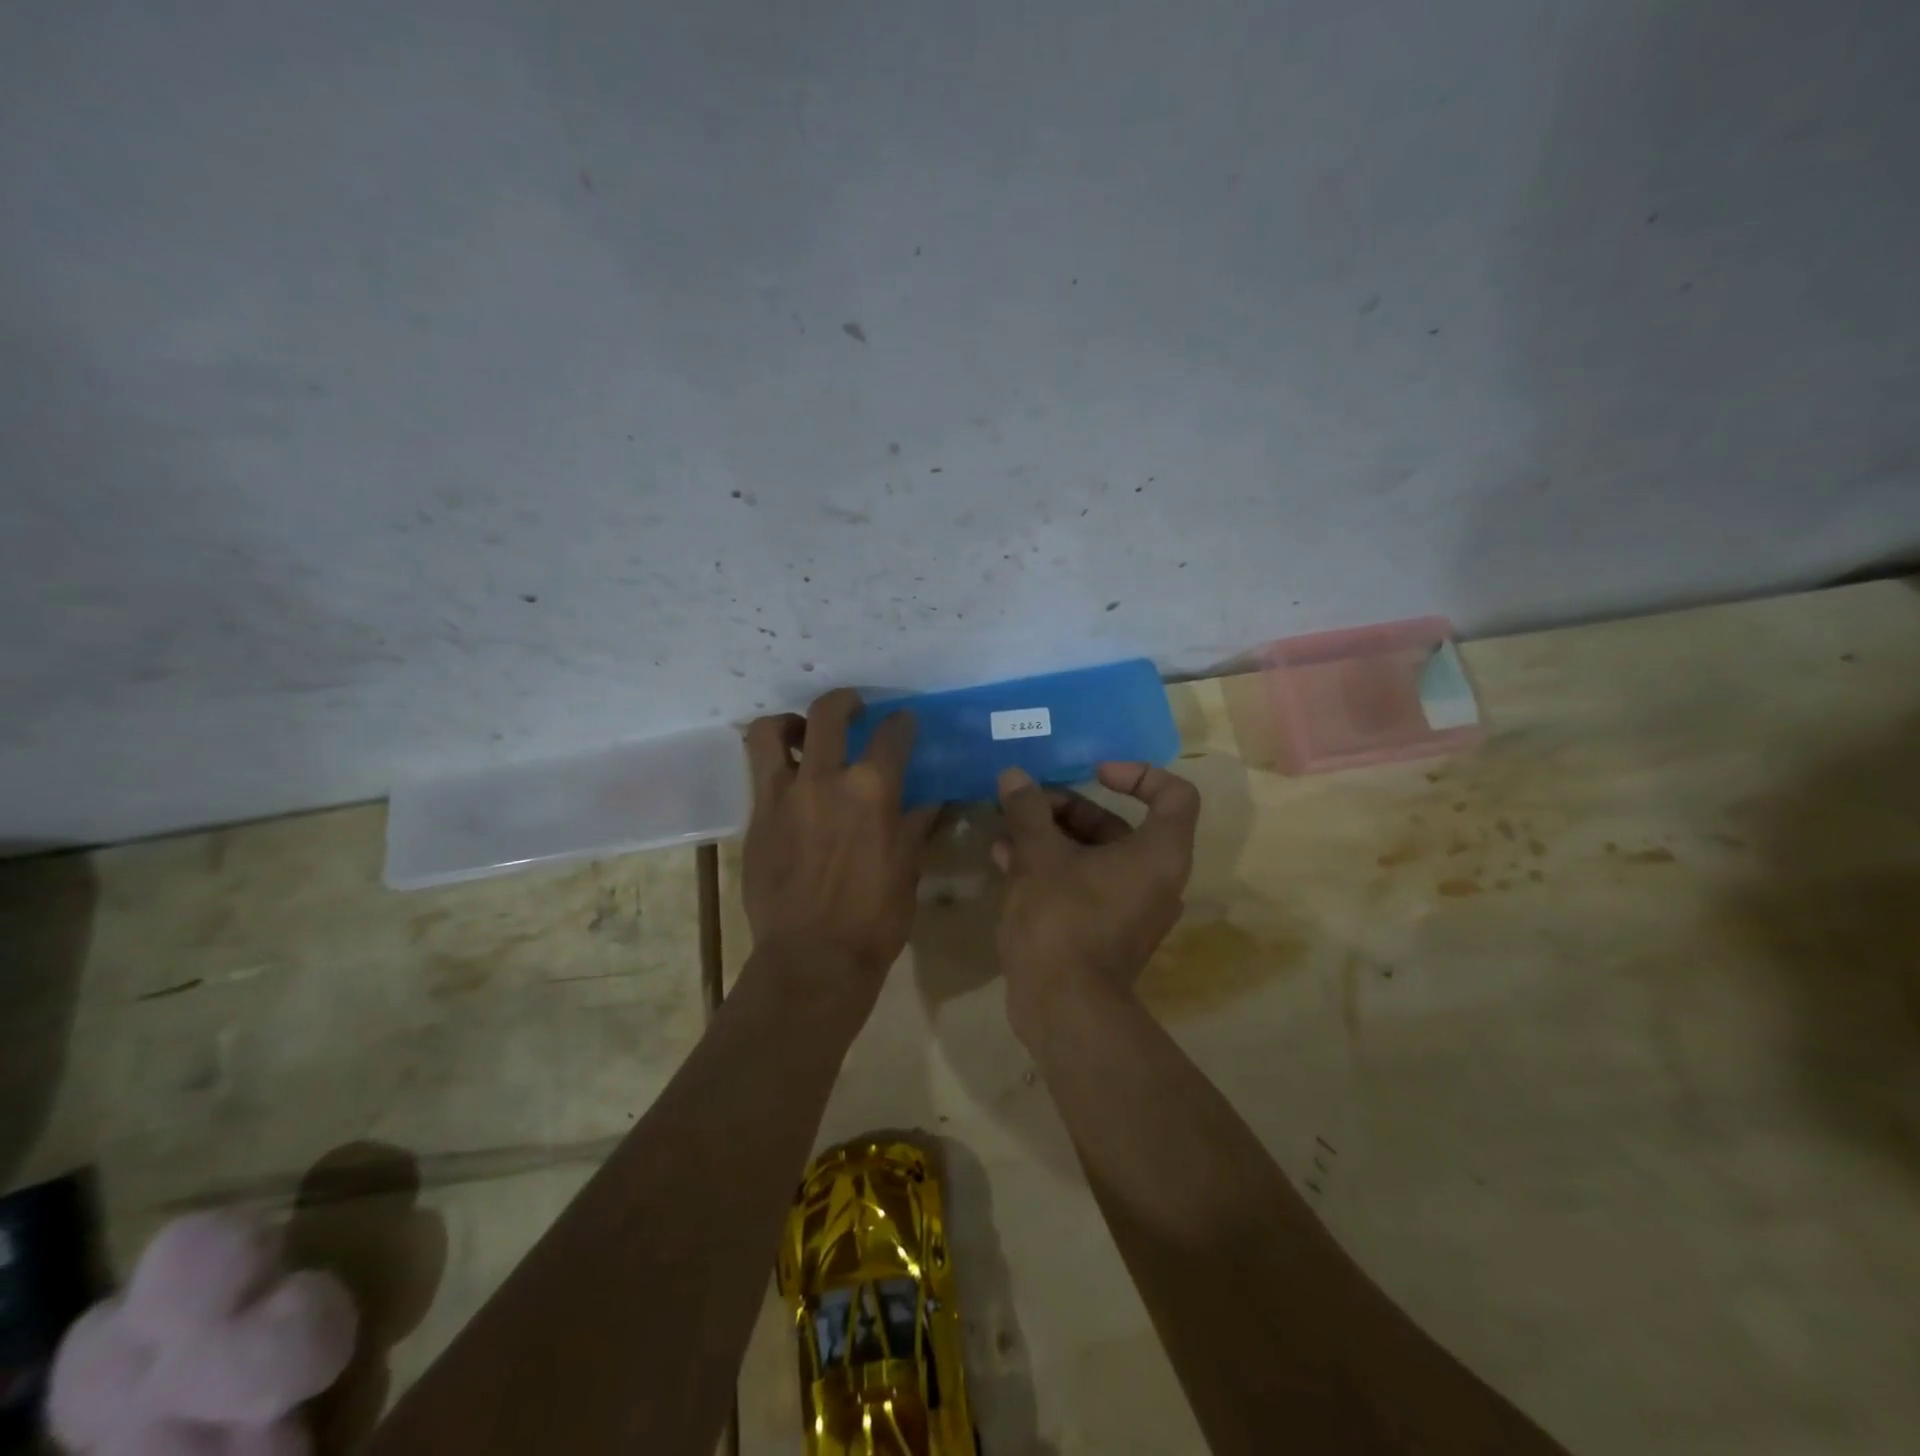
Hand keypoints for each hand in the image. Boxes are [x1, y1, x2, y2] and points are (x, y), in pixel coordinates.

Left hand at [741, 689, 937, 998]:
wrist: (813, 958)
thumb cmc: (874, 918)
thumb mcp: (908, 868)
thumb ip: (915, 824)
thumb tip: (929, 799)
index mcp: (872, 790)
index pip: (892, 734)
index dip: (902, 723)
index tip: (904, 723)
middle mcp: (825, 780)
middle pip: (829, 713)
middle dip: (845, 701)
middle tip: (854, 708)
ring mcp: (783, 796)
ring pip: (770, 732)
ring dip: (788, 722)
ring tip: (801, 732)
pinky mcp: (756, 818)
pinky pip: (757, 773)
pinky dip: (772, 763)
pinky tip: (788, 778)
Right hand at [991, 762, 1199, 1043]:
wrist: (1063, 1009)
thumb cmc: (1062, 920)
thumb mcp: (1039, 856)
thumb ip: (1028, 811)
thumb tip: (1014, 775)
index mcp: (1158, 854)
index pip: (1174, 794)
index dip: (1138, 774)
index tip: (1094, 773)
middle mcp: (1154, 878)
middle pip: (1119, 824)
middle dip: (1069, 809)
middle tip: (1027, 805)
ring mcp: (1130, 908)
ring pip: (1094, 856)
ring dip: (1052, 837)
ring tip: (1008, 827)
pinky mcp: (1105, 931)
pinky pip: (1083, 884)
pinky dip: (1052, 867)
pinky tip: (1005, 860)